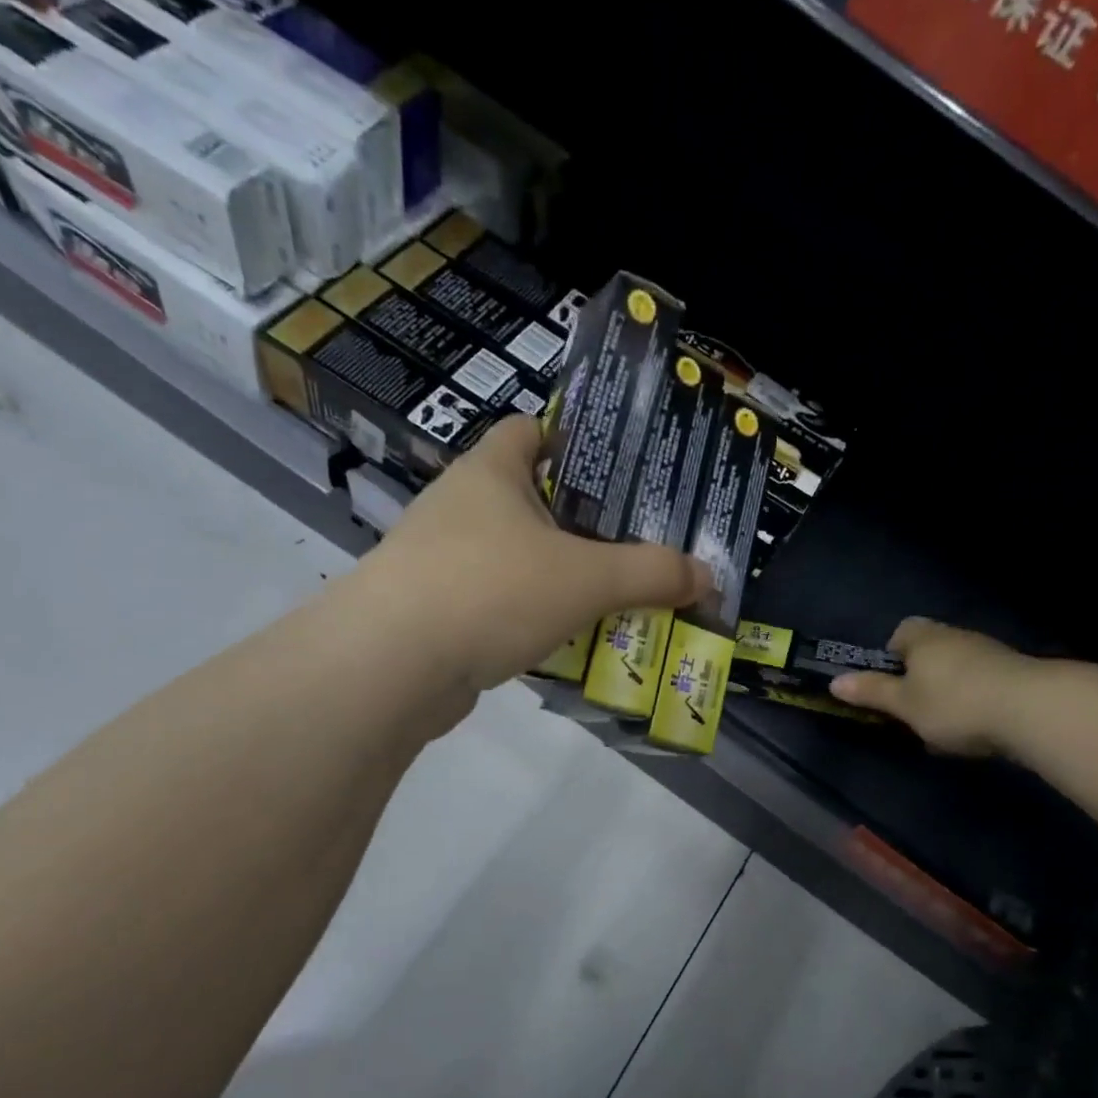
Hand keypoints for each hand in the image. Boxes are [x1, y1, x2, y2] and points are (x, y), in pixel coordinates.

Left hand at [346, 416, 711, 695]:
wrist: (390, 666)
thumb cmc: (491, 590)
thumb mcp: (586, 578)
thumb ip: (651, 574)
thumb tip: (707, 576)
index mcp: (491, 472)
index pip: (533, 431)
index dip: (576, 442)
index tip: (621, 473)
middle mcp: (462, 507)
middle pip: (533, 501)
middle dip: (584, 524)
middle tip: (639, 546)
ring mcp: (443, 562)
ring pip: (518, 560)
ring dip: (561, 578)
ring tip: (616, 598)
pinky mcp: (436, 613)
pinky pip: (500, 606)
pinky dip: (534, 619)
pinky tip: (570, 643)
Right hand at [829, 618, 1028, 756]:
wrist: (1029, 709)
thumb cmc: (952, 703)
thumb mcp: (903, 704)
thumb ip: (871, 692)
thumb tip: (835, 681)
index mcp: (923, 637)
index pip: (900, 632)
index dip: (891, 658)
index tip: (891, 687)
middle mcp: (955, 635)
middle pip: (929, 651)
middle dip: (920, 679)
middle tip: (913, 712)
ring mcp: (988, 651)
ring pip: (956, 669)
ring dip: (948, 692)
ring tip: (945, 728)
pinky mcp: (1014, 672)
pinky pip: (981, 683)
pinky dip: (974, 701)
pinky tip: (975, 728)